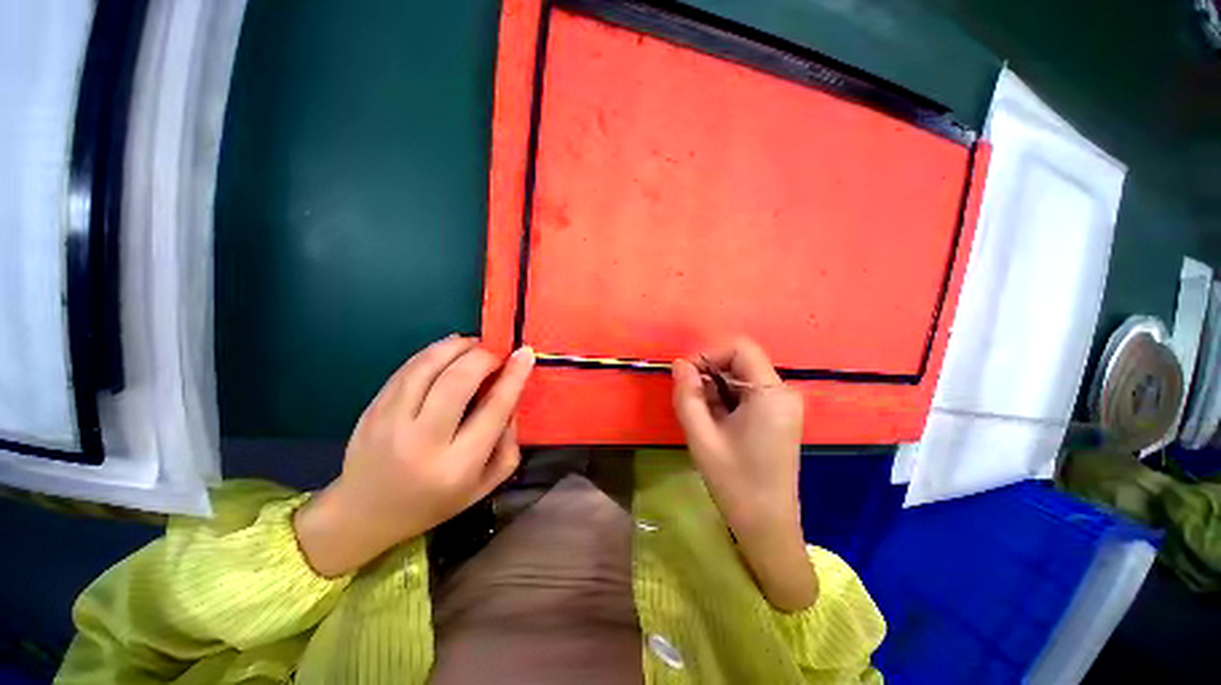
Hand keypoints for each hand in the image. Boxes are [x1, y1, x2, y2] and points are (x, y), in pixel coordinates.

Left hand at [295, 336, 534, 577]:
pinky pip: (407, 369)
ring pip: (427, 367)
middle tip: (497, 352)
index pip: (493, 408)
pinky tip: (447, 351)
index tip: (525, 354)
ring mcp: (390, 423)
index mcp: (457, 465)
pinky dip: (433, 352)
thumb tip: (511, 401)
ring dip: (456, 346)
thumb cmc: (434, 502)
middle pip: (458, 381)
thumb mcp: (485, 486)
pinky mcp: (372, 409)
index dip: (513, 376)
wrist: (366, 514)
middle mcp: (422, 442)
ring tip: (474, 344)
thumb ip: (508, 445)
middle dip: (484, 356)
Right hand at [672, 338, 816, 611]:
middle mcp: (783, 392)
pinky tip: (715, 422)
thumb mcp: (701, 437)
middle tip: (690, 400)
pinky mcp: (778, 415)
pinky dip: (726, 399)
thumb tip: (679, 364)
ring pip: (741, 377)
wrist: (768, 526)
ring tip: (702, 416)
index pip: (740, 348)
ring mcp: (783, 404)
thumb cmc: (735, 483)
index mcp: (771, 394)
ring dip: (715, 388)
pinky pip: (747, 392)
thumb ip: (687, 395)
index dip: (709, 354)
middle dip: (709, 373)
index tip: (687, 376)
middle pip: (741, 361)